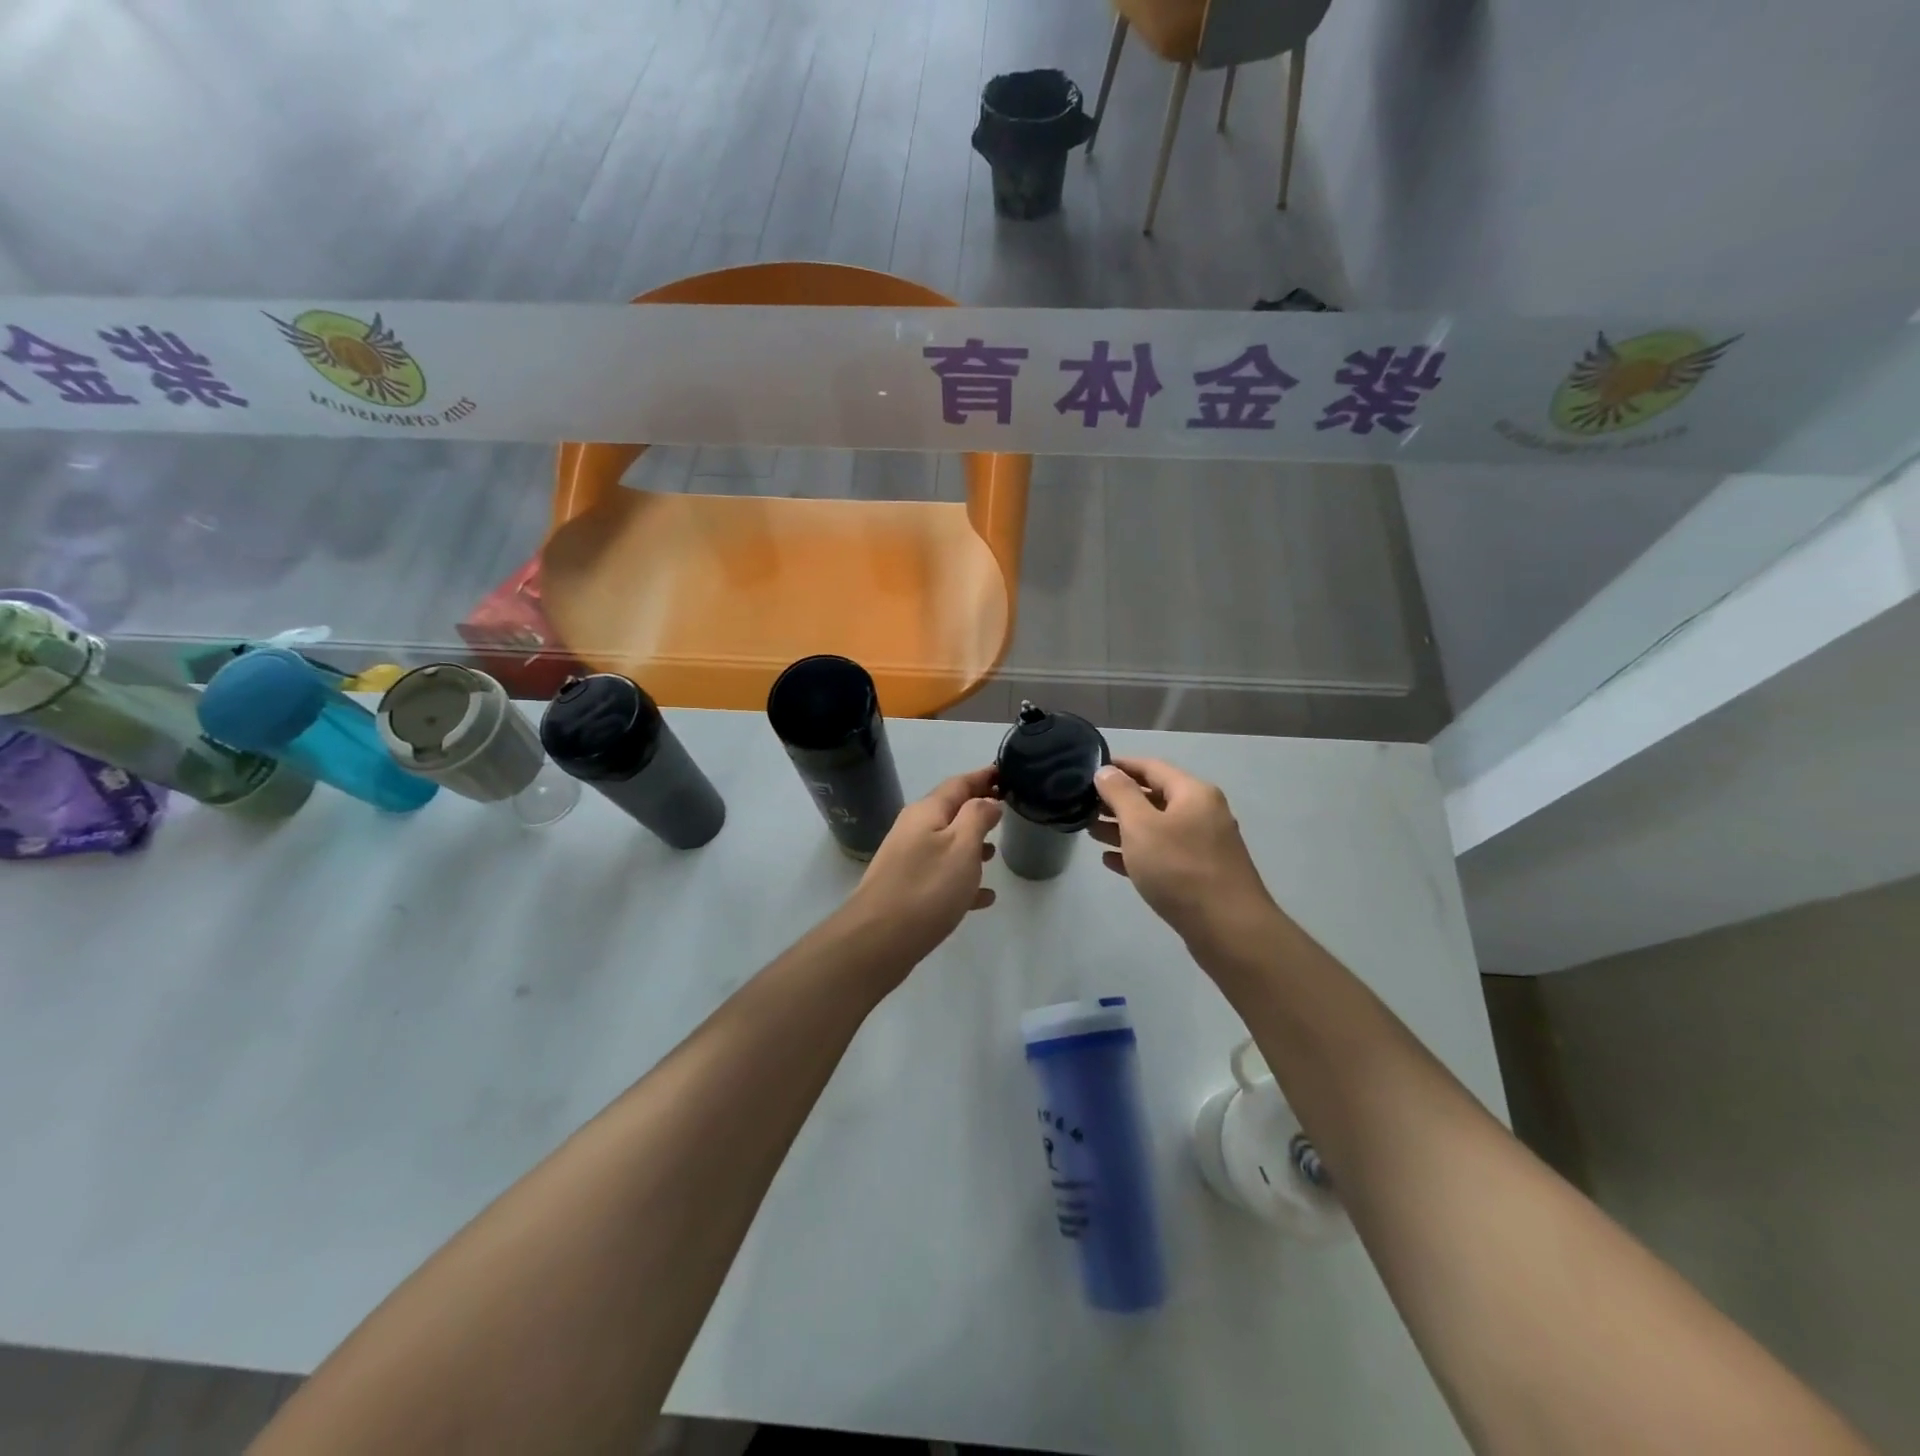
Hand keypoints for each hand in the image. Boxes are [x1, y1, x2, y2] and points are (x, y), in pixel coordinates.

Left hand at [842, 767, 1002, 967]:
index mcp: (927, 812)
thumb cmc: (927, 887)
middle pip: (951, 811)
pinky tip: (984, 897)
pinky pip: (941, 876)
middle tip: (1008, 810)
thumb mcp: (962, 846)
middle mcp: (914, 829)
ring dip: (971, 844)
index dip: (984, 776)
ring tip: (997, 852)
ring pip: (946, 844)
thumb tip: (988, 800)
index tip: (1008, 772)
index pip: (959, 783)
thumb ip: (978, 817)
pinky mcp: (907, 889)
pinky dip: (963, 879)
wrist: (877, 939)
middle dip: (978, 809)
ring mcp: (907, 860)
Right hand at [1092, 758, 1275, 951]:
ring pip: (1157, 828)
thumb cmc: (1179, 869)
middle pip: (1154, 797)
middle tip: (1084, 806)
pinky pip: (1163, 854)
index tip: (1090, 769)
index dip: (1120, 766)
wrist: (1229, 929)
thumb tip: (1106, 771)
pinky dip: (1138, 853)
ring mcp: (1204, 845)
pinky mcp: (1201, 874)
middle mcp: (1202, 813)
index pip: (1151, 767)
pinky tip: (1111, 861)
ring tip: (1091, 832)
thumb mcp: (1141, 826)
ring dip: (1124, 828)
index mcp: (1193, 793)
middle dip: (1118, 800)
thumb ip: (1120, 794)